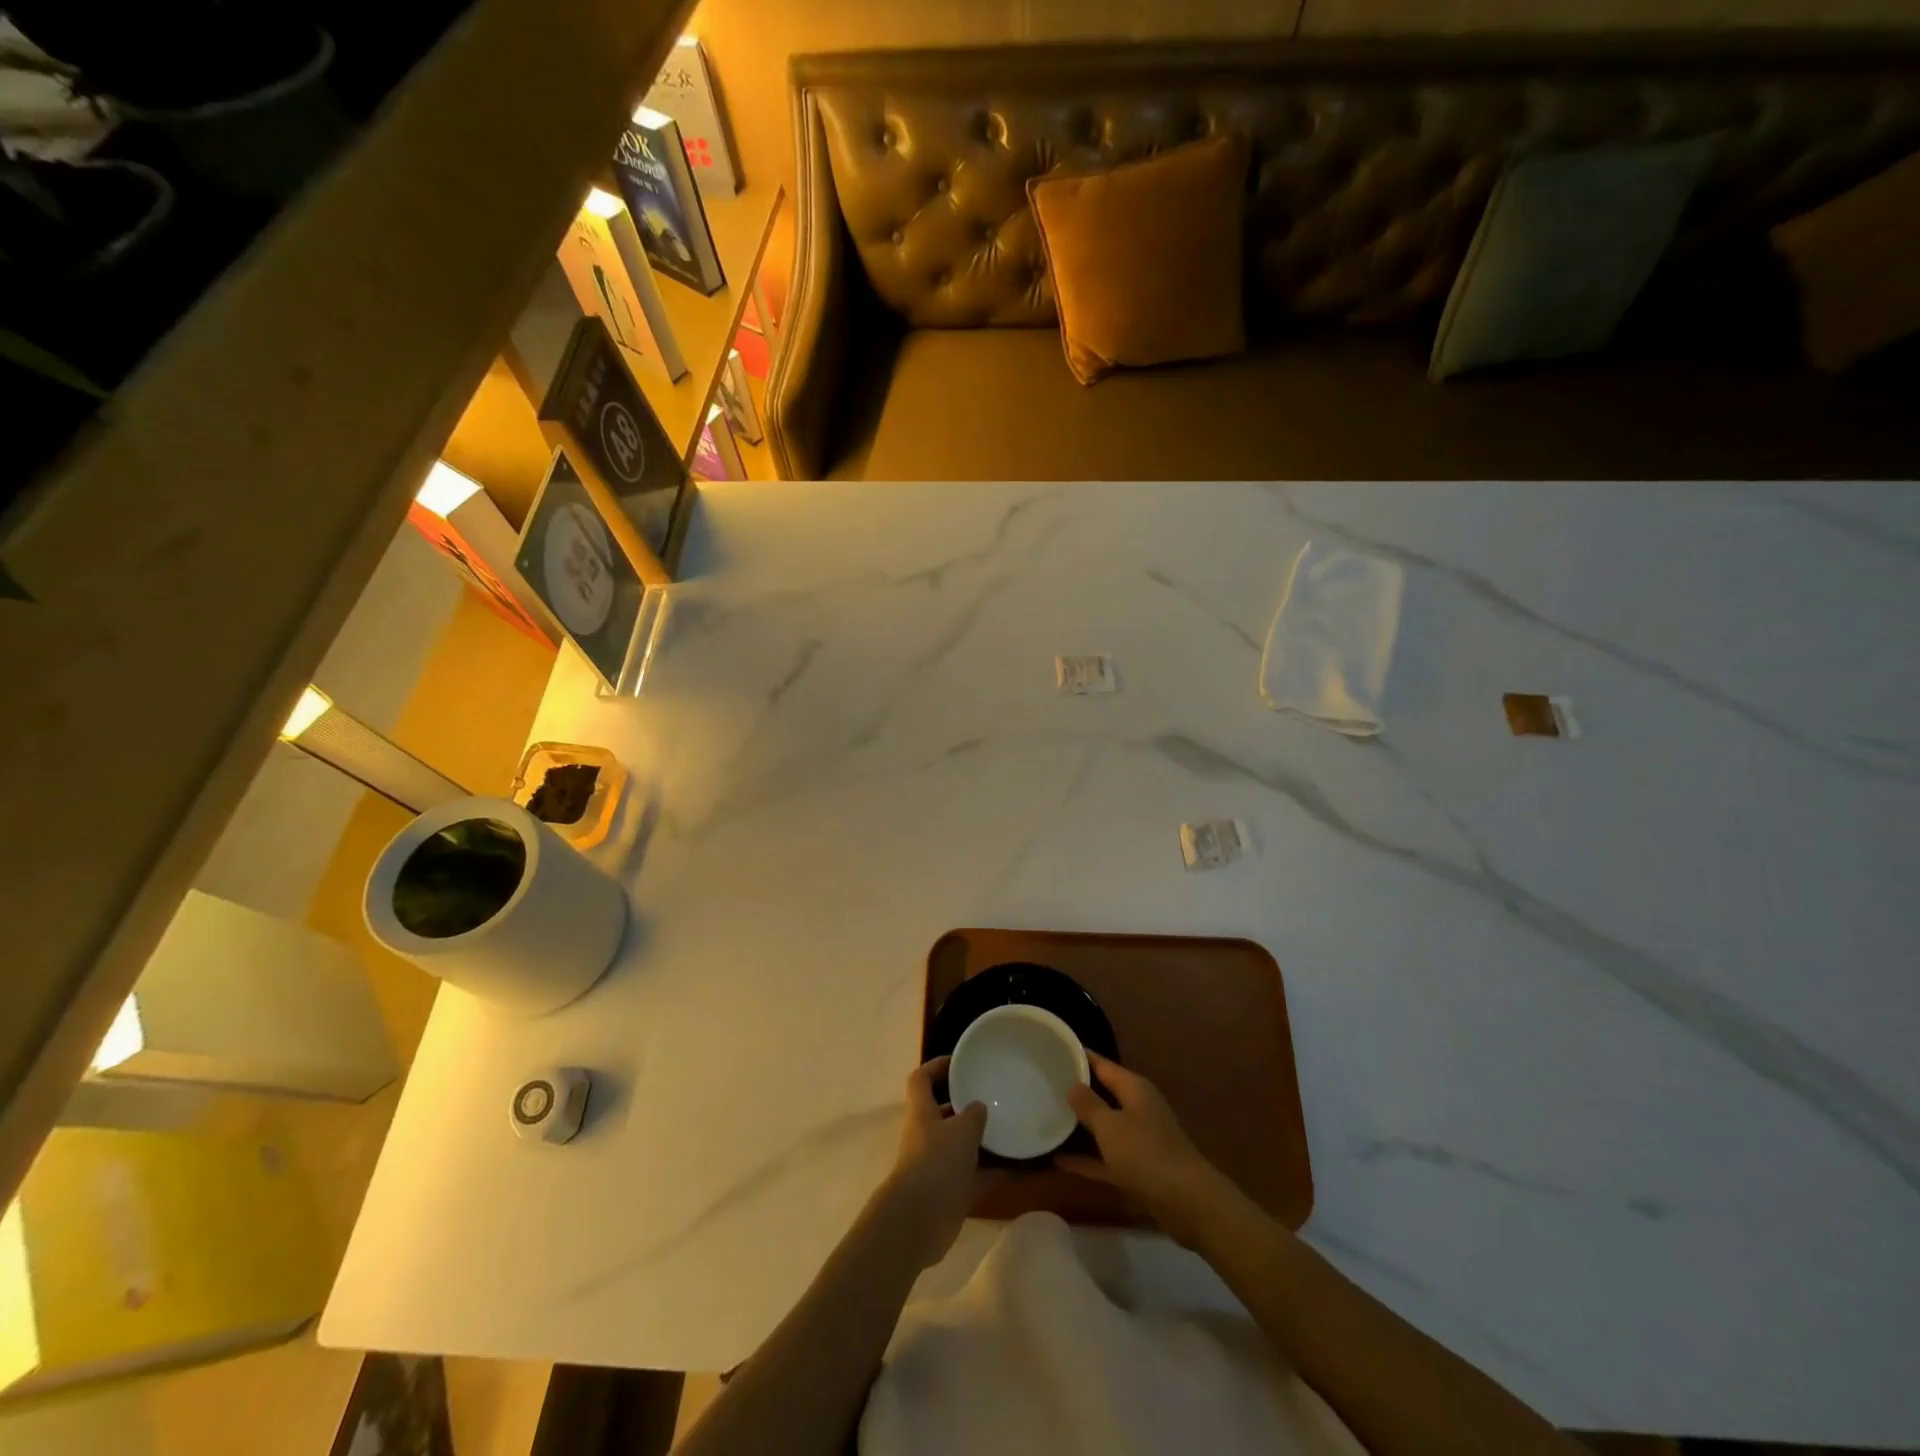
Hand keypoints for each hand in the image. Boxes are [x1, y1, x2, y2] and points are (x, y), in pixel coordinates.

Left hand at [875, 1057, 993, 1268]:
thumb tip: (979, 1107)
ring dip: (982, 1140)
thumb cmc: (937, 1162)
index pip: (921, 1079)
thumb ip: (974, 1114)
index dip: (936, 1066)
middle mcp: (926, 1135)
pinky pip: (975, 1176)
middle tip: (994, 1097)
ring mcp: (936, 1165)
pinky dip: (994, 1172)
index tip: (959, 1062)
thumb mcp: (962, 1130)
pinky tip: (1020, 1168)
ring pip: (961, 1145)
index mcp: (922, 1112)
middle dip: (966, 1106)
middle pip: (944, 1113)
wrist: (919, 1221)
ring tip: (1011, 1129)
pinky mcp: (949, 1192)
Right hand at [1057, 1052, 1229, 1245]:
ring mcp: (1139, 1138)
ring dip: (1080, 1126)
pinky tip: (1058, 1161)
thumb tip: (1072, 1084)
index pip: (1101, 1064)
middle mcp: (1137, 1107)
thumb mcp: (1110, 1126)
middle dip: (1076, 1091)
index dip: (1078, 1057)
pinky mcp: (1138, 1168)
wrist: (1187, 1203)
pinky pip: (1106, 1157)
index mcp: (1133, 1088)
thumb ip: (1088, 1104)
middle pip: (1102, 1093)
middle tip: (1043, 1084)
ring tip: (1047, 1117)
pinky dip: (1086, 1159)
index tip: (1051, 1051)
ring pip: (1104, 1126)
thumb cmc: (1146, 1153)